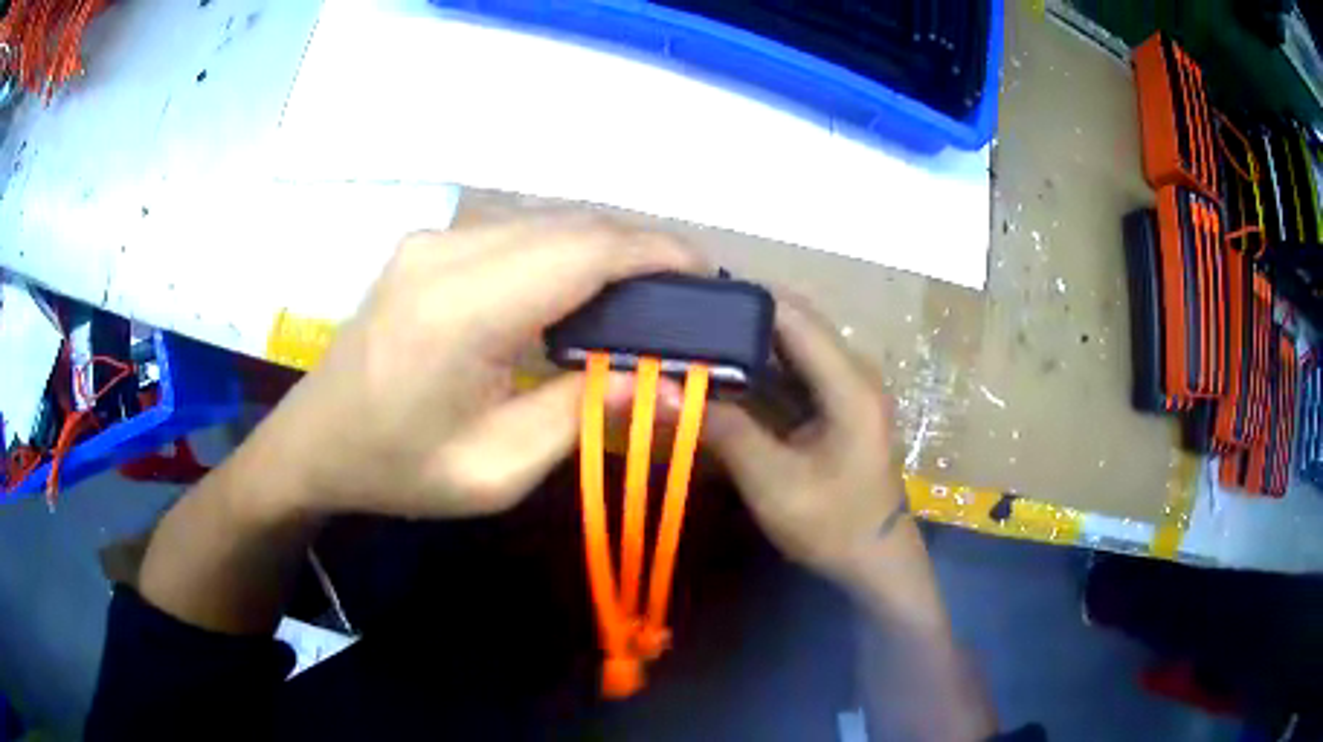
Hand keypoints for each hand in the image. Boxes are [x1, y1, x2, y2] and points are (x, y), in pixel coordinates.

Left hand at [251, 217, 698, 519]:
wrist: (313, 442)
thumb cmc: (398, 469)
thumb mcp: (496, 472)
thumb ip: (583, 419)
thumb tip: (668, 387)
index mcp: (461, 312)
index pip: (583, 252)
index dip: (655, 252)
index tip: (706, 273)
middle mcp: (446, 254)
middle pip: (570, 226)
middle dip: (639, 249)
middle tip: (684, 294)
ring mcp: (432, 240)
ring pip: (546, 221)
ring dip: (603, 247)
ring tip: (643, 292)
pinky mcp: (428, 244)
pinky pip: (516, 230)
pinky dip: (564, 249)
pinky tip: (579, 286)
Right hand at [704, 296, 913, 585]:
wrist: (875, 560)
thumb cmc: (832, 524)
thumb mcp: (773, 482)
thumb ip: (724, 431)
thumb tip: (665, 391)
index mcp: (849, 382)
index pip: (793, 316)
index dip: (744, 300)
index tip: (690, 296)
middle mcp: (852, 372)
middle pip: (792, 324)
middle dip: (739, 318)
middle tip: (682, 320)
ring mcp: (846, 387)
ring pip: (791, 346)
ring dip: (746, 342)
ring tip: (693, 338)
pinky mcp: (836, 404)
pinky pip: (792, 371)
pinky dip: (757, 369)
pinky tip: (721, 373)